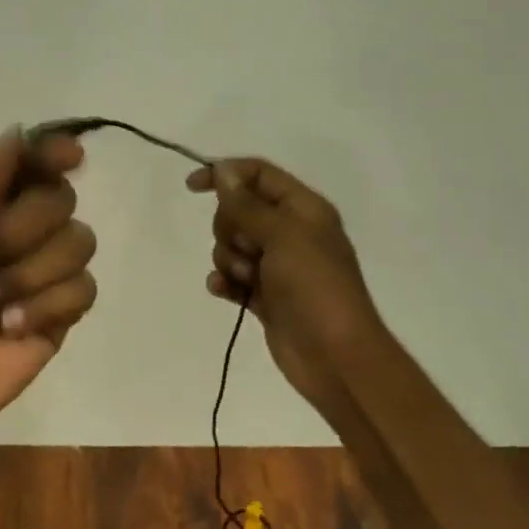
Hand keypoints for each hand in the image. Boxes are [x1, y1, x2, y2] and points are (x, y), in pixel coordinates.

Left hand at [0, 128, 96, 472]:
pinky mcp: (61, 314)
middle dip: (18, 227)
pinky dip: (45, 306)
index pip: (32, 163)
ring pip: (79, 241)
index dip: (54, 152)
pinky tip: (9, 327)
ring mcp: (43, 272)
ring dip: (28, 272)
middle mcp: (20, 231)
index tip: (70, 155)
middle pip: (60, 198)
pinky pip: (83, 289)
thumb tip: (16, 134)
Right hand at [186, 158, 386, 413]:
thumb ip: (247, 204)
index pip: (258, 174)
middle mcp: (291, 232)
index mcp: (303, 209)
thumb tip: (223, 170)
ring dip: (229, 259)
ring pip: (231, 245)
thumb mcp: (282, 235)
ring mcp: (277, 266)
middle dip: (230, 228)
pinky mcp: (265, 296)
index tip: (192, 186)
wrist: (336, 358)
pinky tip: (224, 291)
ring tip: (247, 279)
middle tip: (248, 248)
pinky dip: (225, 281)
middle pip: (239, 210)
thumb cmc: (314, 287)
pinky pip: (232, 277)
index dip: (225, 174)